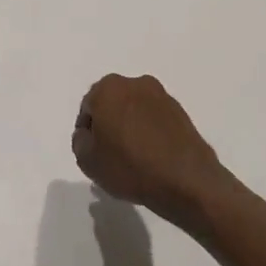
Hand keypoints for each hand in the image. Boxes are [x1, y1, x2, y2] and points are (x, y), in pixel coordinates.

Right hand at [72, 74, 232, 235]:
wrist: (186, 181)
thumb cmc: (129, 167)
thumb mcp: (86, 159)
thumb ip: (80, 139)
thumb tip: (90, 133)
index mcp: (108, 88)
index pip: (88, 108)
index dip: (87, 132)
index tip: (93, 153)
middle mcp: (136, 83)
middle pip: (112, 105)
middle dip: (109, 125)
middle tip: (110, 154)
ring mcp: (162, 96)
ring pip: (135, 111)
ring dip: (131, 128)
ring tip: (133, 159)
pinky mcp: (182, 113)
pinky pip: (156, 121)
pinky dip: (151, 134)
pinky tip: (152, 158)